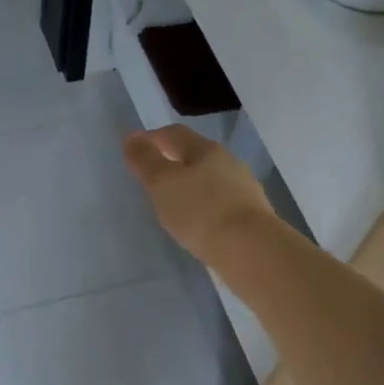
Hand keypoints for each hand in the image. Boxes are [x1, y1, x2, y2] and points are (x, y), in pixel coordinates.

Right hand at [122, 124, 275, 266]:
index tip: (135, 150)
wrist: (250, 250)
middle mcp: (228, 163)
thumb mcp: (162, 183)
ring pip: (209, 179)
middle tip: (152, 177)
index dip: (152, 138)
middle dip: (173, 162)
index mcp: (206, 149)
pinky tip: (197, 223)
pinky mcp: (250, 215)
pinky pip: (220, 203)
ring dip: (190, 186)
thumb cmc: (200, 211)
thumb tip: (132, 137)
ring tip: (172, 203)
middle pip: (195, 155)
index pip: (174, 134)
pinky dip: (204, 206)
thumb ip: (145, 160)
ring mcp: (243, 189)